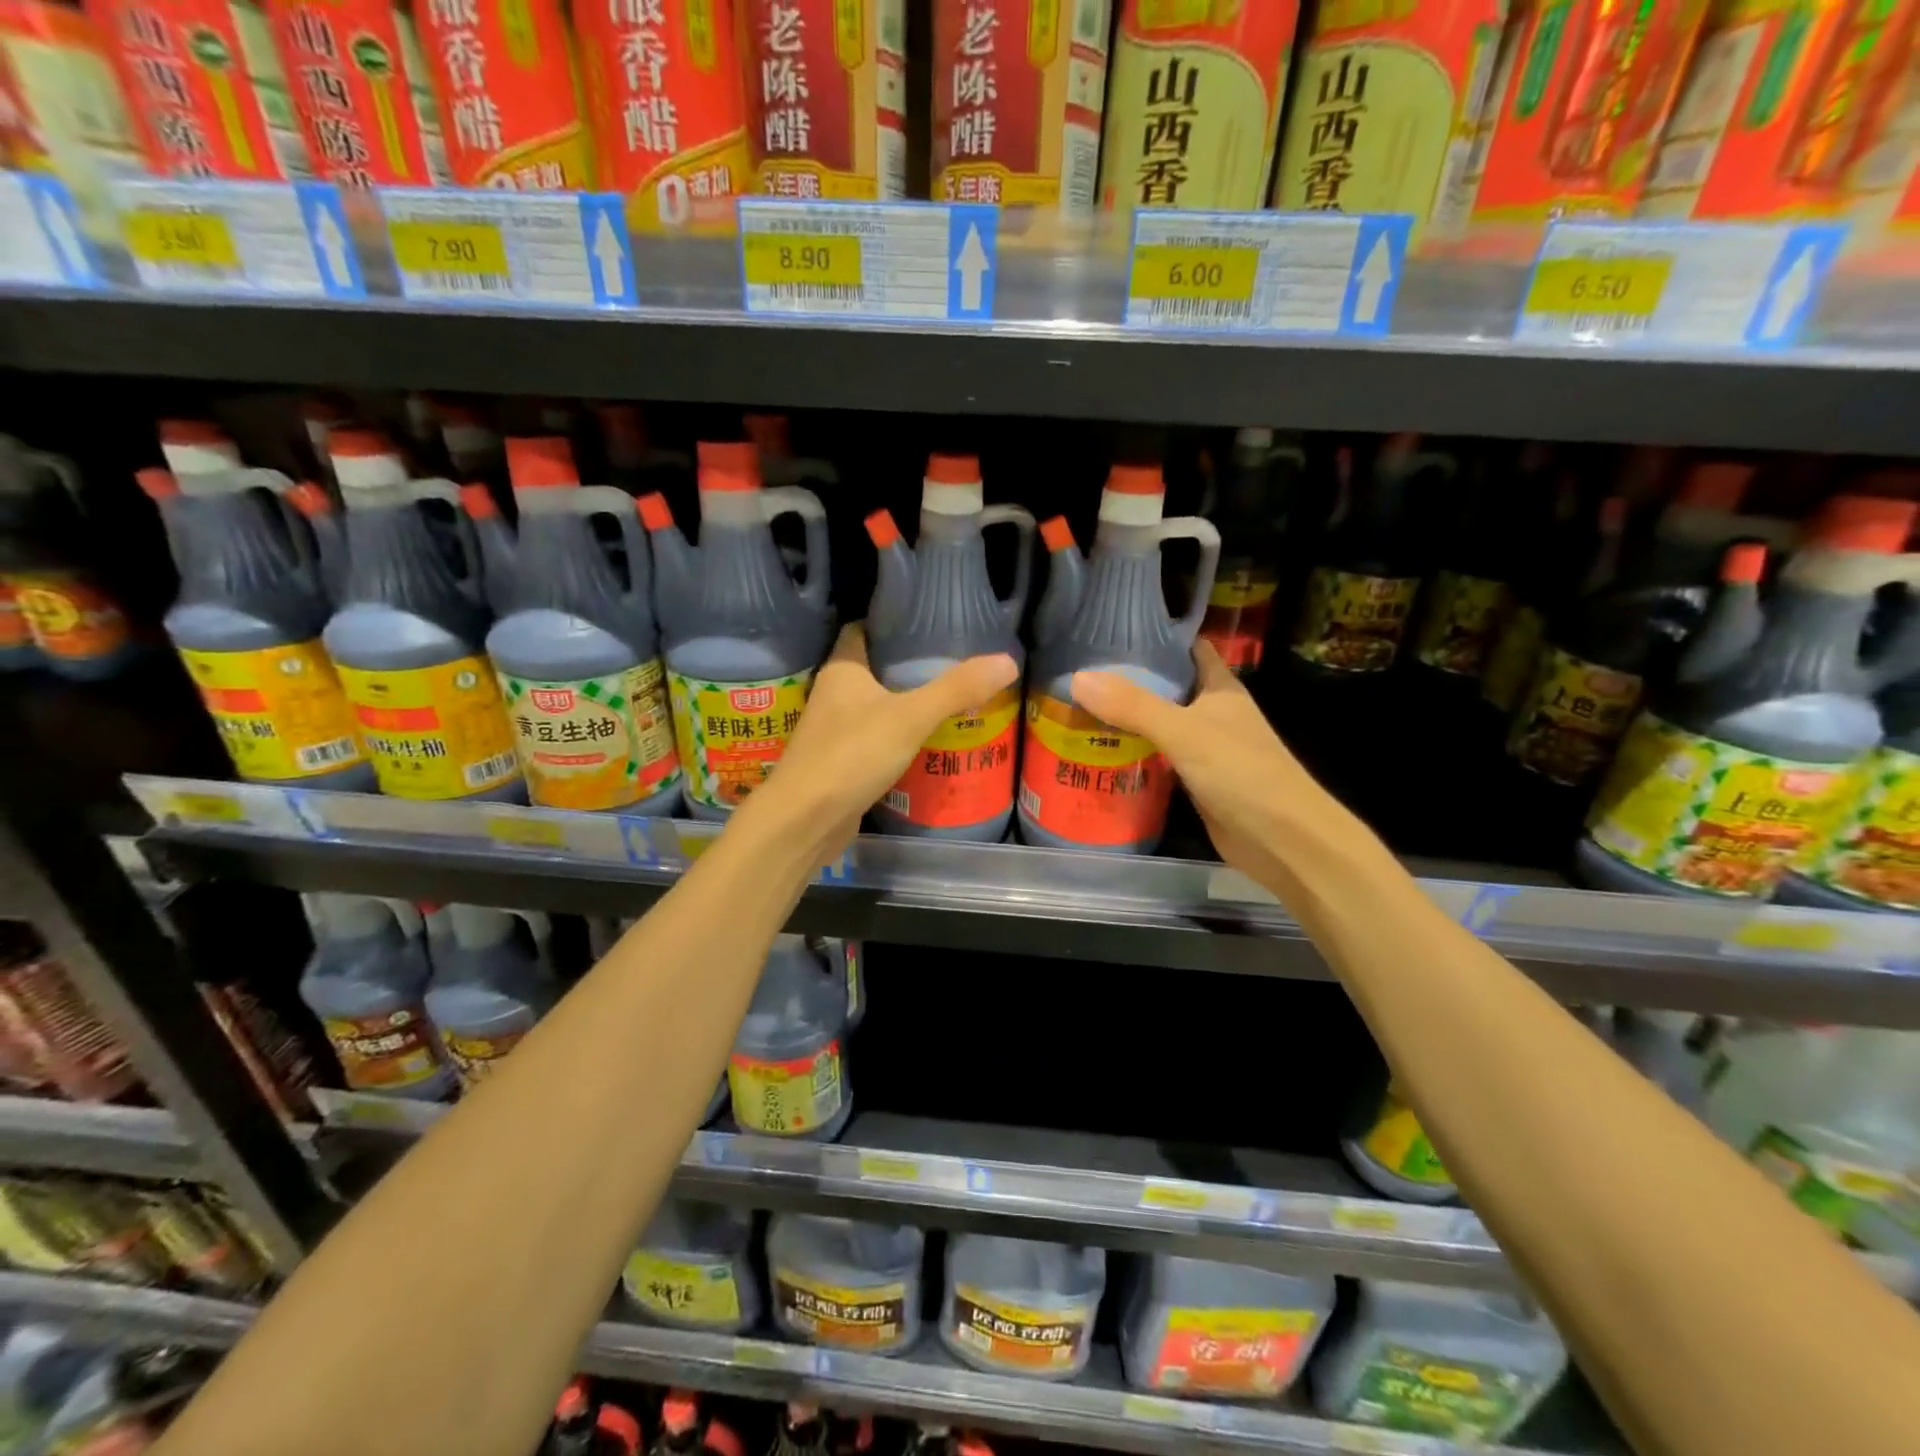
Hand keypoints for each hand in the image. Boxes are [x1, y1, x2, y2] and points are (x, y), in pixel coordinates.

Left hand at [749, 623, 1017, 863]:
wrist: (805, 820)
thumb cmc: (852, 755)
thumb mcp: (911, 717)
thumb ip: (957, 689)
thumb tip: (1008, 661)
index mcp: (842, 669)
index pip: (863, 629)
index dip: (893, 623)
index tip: (930, 624)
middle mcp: (833, 694)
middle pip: (874, 668)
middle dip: (909, 666)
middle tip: (954, 663)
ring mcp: (834, 730)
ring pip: (875, 706)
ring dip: (905, 703)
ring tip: (950, 698)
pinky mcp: (840, 762)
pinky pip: (875, 739)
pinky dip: (898, 737)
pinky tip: (927, 741)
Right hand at [1070, 641, 1357, 897]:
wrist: (1281, 839)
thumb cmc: (1242, 772)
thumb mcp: (1184, 732)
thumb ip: (1133, 706)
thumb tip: (1078, 678)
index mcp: (1220, 688)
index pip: (1188, 649)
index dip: (1157, 638)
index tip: (1112, 630)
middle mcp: (1213, 713)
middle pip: (1168, 687)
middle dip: (1130, 679)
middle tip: (1080, 671)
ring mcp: (1205, 748)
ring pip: (1160, 723)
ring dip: (1128, 717)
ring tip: (1079, 706)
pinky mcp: (1196, 780)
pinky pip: (1159, 757)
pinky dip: (1134, 752)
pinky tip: (1101, 750)